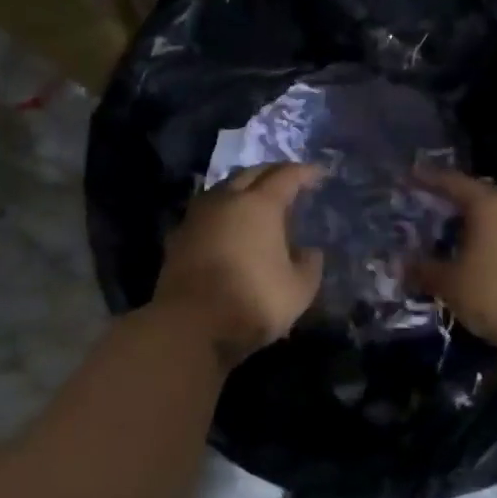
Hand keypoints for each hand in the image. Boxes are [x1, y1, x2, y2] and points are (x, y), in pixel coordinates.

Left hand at [153, 163, 325, 367]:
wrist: (190, 325)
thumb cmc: (253, 301)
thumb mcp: (299, 289)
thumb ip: (309, 265)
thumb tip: (309, 252)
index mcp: (260, 204)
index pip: (287, 176)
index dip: (305, 172)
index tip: (319, 173)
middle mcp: (226, 200)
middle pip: (251, 173)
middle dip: (272, 173)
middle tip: (288, 182)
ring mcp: (197, 216)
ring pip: (223, 189)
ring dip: (242, 189)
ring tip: (256, 201)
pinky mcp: (178, 237)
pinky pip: (205, 213)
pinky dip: (221, 213)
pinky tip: (227, 227)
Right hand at [410, 169, 496, 363]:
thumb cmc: (496, 294)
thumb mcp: (451, 284)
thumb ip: (423, 270)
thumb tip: (399, 265)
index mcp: (488, 205)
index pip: (452, 182)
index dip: (427, 179)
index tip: (407, 175)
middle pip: (476, 196)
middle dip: (449, 200)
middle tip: (423, 204)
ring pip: (493, 218)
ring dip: (468, 223)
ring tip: (444, 233)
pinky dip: (485, 240)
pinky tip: (472, 257)